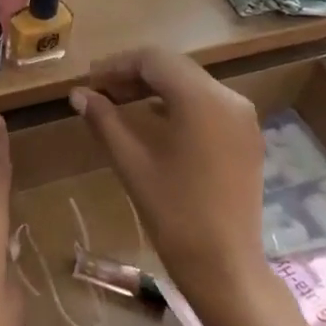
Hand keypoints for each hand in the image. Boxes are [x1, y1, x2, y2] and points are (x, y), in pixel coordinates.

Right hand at [70, 49, 267, 306]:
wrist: (225, 265)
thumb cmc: (173, 213)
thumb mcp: (131, 162)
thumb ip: (104, 120)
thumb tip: (78, 94)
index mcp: (201, 99)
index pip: (154, 59)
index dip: (117, 65)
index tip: (89, 81)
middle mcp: (229, 98)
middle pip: (175, 68)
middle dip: (135, 75)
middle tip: (100, 92)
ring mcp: (243, 118)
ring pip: (192, 85)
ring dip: (156, 89)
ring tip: (121, 106)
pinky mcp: (247, 137)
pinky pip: (208, 105)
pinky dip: (178, 105)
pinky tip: (154, 123)